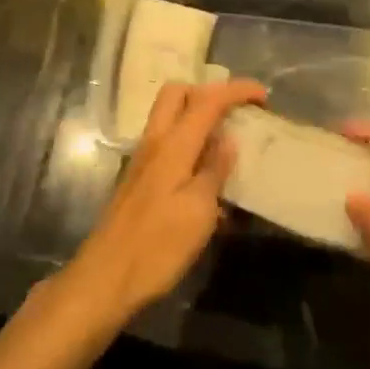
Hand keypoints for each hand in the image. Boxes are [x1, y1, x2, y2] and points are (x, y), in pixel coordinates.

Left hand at [61, 79, 265, 328]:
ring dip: (197, 114)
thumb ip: (215, 170)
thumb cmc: (158, 246)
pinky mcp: (138, 177)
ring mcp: (143, 158)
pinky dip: (187, 139)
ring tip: (225, 139)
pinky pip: (166, 140)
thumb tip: (228, 138)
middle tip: (235, 112)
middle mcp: (155, 141)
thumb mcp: (199, 211)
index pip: (207, 99)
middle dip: (209, 92)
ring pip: (169, 114)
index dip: (237, 90)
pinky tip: (205, 171)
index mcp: (174, 144)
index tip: (263, 96)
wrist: (106, 278)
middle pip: (178, 92)